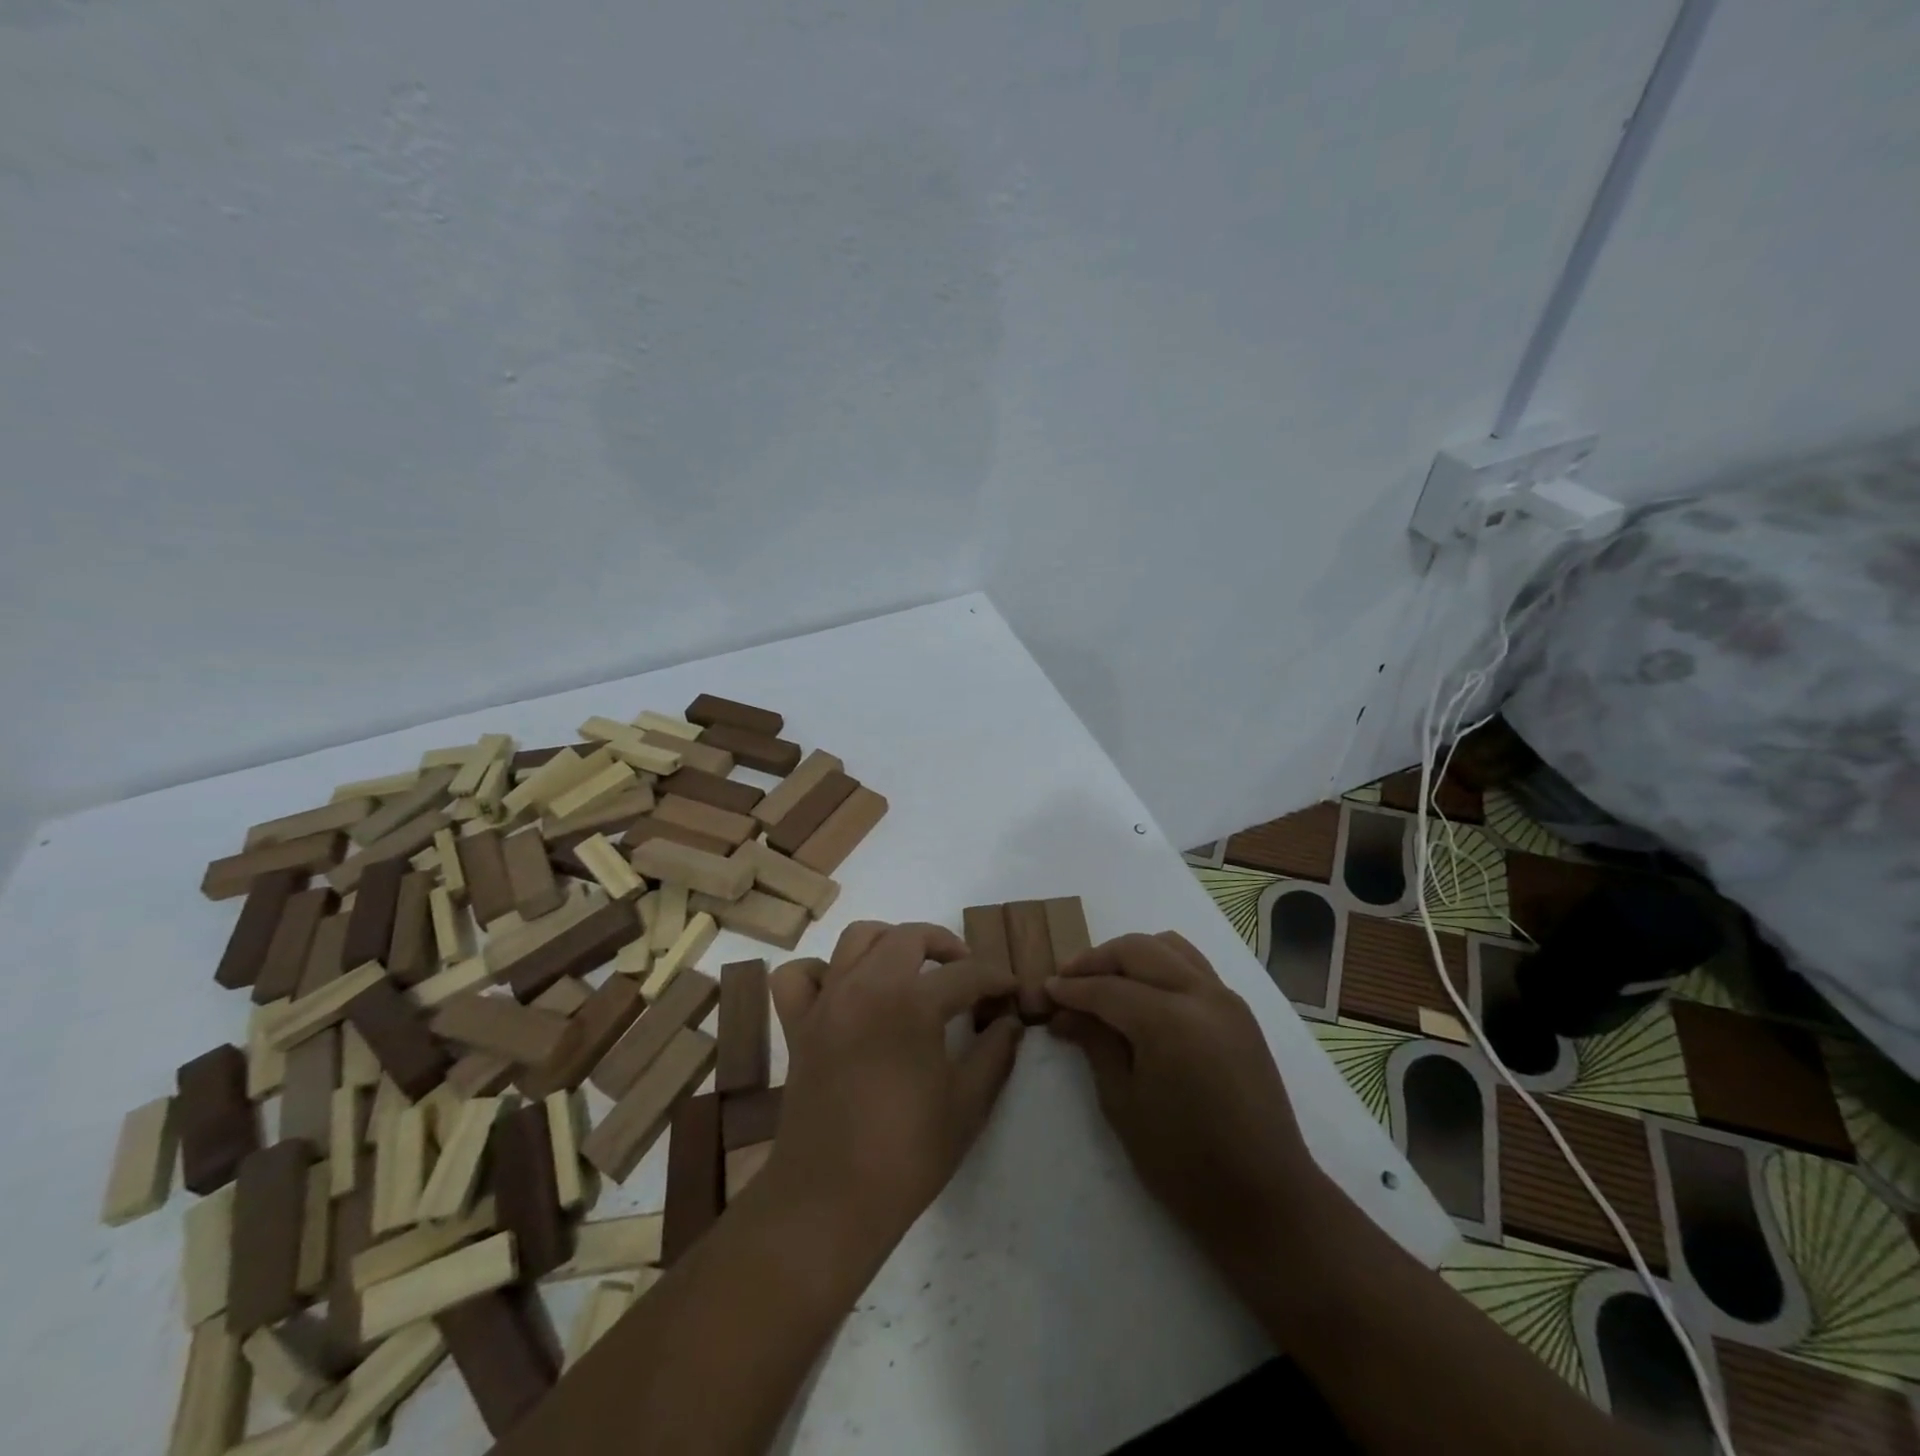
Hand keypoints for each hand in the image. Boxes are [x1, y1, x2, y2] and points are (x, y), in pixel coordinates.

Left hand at [757, 921, 1024, 1278]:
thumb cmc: (907, 1154)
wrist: (830, 1201)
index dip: (996, 978)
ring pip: (857, 938)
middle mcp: (866, 986)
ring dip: (890, 942)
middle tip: (965, 974)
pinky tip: (844, 991)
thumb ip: (995, 1052)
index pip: (966, 973)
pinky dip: (822, 971)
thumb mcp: (968, 1105)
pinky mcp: (798, 1025)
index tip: (1011, 990)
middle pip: (909, 936)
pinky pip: (800, 975)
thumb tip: (1010, 1022)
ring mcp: (827, 1001)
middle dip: (945, 945)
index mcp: (912, 1003)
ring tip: (910, 970)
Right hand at [1047, 933, 1331, 1274]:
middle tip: (1067, 981)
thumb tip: (1065, 1013)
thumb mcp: (1123, 1104)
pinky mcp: (1239, 1011)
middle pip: (1137, 951)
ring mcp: (1226, 998)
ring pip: (1169, 947)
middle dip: (1097, 960)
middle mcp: (1200, 995)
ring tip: (1104, 981)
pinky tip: (1143, 994)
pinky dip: (1161, 965)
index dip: (1071, 989)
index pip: (1106, 989)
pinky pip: (1193, 966)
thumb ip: (1095, 1044)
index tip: (1044, 992)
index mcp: (1169, 1021)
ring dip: (1131, 955)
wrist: (1266, 1199)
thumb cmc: (1184, 1164)